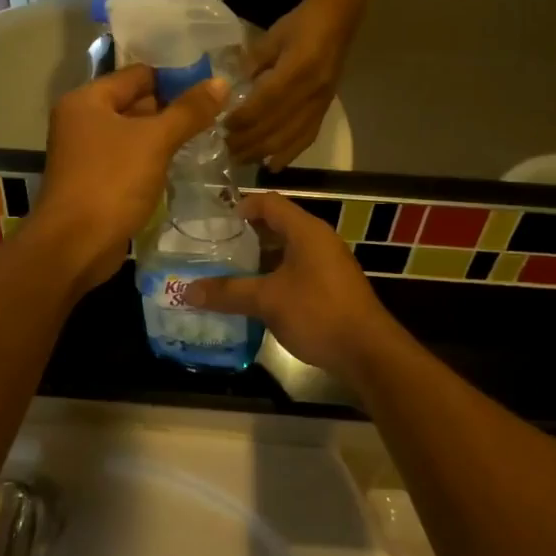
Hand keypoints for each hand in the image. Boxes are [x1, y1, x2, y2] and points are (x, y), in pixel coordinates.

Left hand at [23, 64, 229, 290]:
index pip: (138, 74)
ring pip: (134, 135)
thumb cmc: (112, 182)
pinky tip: (183, 164)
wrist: (75, 245)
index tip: (211, 83)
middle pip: (135, 103)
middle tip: (216, 110)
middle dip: (173, 108)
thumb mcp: (155, 141)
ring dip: (165, 137)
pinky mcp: (96, 182)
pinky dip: (153, 160)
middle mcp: (82, 121)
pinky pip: (130, 161)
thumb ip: (189, 111)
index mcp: (88, 100)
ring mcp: (87, 154)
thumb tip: (222, 82)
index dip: (174, 76)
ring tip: (208, 135)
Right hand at [184, 193, 398, 379]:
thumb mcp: (267, 300)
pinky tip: (254, 297)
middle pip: (277, 226)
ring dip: (259, 261)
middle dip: (245, 237)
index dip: (241, 207)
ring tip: (227, 273)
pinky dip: (274, 278)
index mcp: (306, 231)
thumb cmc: (318, 313)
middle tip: (214, 249)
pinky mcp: (331, 288)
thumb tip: (187, 291)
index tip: (214, 222)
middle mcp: (319, 241)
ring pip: (286, 253)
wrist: (368, 352)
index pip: (269, 203)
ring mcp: (328, 265)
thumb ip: (228, 292)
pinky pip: (296, 273)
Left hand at [227, 0, 357, 168]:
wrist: (338, 20)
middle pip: (276, 126)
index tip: (223, 126)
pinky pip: (307, 138)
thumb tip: (232, 87)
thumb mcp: (272, 36)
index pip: (266, 102)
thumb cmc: (301, 24)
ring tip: (241, 160)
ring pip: (290, 138)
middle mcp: (311, 92)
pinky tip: (272, 165)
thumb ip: (253, 63)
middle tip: (225, 149)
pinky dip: (288, 154)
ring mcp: (320, 104)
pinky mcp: (325, 110)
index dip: (243, 118)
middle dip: (248, 141)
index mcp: (296, 70)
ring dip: (263, 152)